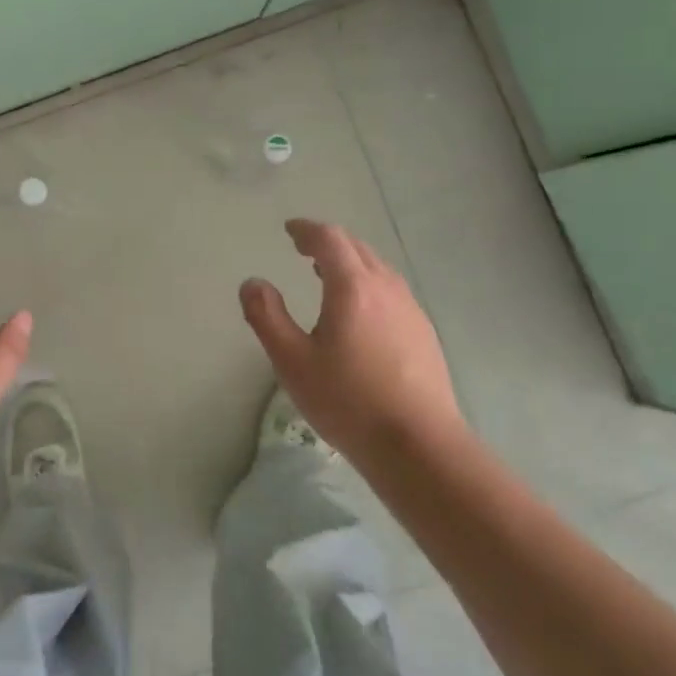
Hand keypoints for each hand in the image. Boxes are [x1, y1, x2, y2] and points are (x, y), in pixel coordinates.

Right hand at [240, 218, 468, 464]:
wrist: (418, 444)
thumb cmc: (347, 401)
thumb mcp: (292, 361)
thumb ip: (267, 316)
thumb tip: (252, 283)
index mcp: (353, 287)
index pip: (329, 240)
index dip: (307, 230)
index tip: (289, 230)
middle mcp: (386, 288)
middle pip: (356, 248)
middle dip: (328, 242)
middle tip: (303, 249)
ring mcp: (410, 309)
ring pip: (378, 268)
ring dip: (350, 262)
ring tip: (328, 275)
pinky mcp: (423, 332)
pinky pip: (391, 290)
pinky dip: (368, 283)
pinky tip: (360, 311)